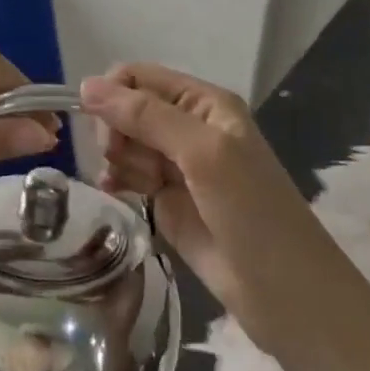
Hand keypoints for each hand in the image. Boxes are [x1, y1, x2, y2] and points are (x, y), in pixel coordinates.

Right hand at [81, 62, 330, 353]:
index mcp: (204, 103)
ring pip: (124, 142)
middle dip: (116, 130)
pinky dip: (116, 179)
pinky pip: (127, 175)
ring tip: (136, 184)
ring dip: (118, 157)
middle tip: (120, 158)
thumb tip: (86, 85)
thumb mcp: (202, 153)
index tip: (102, 129)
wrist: (283, 293)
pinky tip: (112, 191)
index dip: (113, 95)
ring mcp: (177, 165)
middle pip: (127, 109)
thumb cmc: (250, 212)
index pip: (140, 78)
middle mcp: (189, 127)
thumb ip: (146, 116)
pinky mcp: (166, 200)